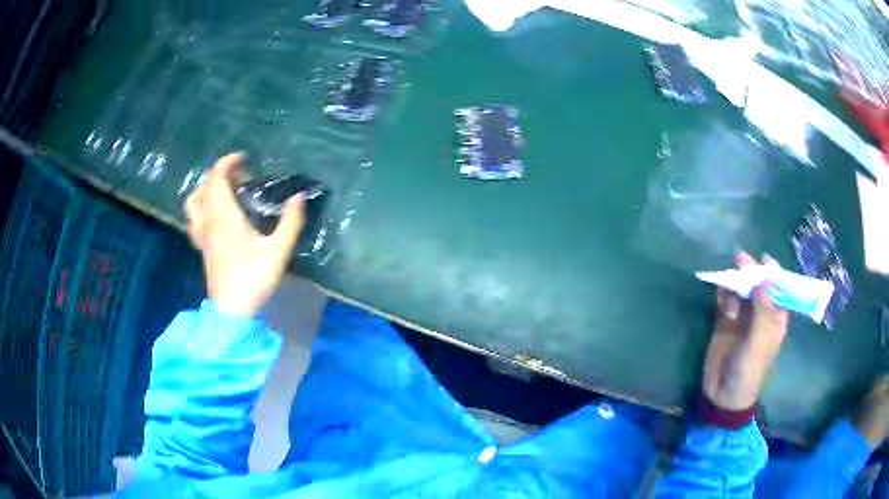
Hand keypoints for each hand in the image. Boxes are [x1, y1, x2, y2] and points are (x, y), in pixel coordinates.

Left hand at [185, 153, 305, 315]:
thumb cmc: (254, 279)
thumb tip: (299, 197)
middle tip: (241, 177)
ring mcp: (202, 235)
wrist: (232, 311)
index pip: (216, 178)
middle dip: (221, 174)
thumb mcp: (279, 250)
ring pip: (193, 202)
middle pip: (205, 186)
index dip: (227, 162)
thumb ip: (291, 221)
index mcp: (224, 216)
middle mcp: (209, 221)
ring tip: (224, 192)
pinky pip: (194, 218)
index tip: (243, 158)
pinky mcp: (202, 248)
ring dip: (206, 189)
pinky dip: (202, 207)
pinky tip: (215, 215)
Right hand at [702, 253, 789, 409]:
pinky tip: (719, 288)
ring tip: (729, 272)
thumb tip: (766, 276)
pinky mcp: (725, 322)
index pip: (779, 290)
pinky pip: (725, 301)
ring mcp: (742, 318)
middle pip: (758, 286)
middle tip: (741, 258)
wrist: (722, 395)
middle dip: (752, 272)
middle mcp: (760, 315)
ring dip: (736, 281)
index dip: (774, 274)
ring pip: (741, 290)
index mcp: (775, 319)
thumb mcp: (759, 340)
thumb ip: (763, 309)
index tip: (765, 259)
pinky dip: (723, 293)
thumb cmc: (749, 370)